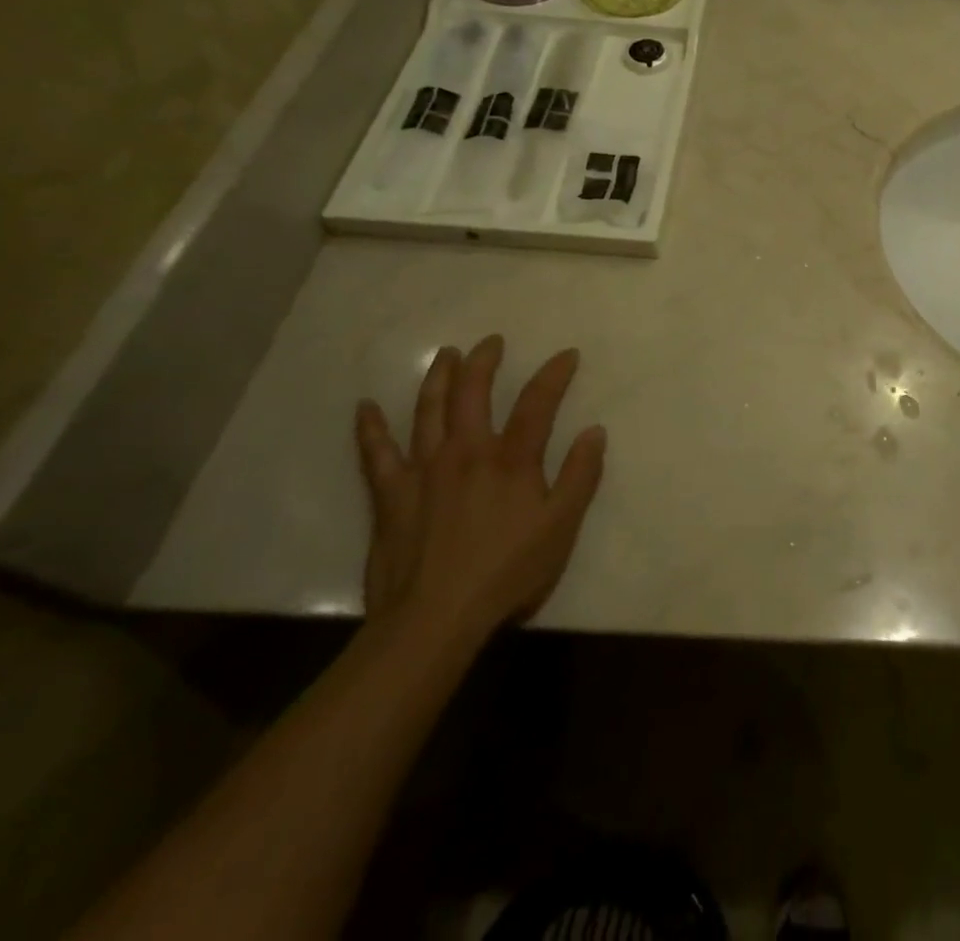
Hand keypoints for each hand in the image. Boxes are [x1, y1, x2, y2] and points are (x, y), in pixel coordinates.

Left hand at [355, 337, 604, 644]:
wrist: (435, 618)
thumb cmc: (507, 572)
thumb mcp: (561, 527)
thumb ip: (580, 476)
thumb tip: (594, 431)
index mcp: (511, 460)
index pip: (537, 403)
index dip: (554, 374)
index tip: (567, 354)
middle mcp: (467, 452)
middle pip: (474, 393)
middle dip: (484, 361)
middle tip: (491, 342)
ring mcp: (424, 470)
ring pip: (429, 410)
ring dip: (438, 377)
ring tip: (446, 354)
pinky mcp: (391, 494)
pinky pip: (377, 453)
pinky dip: (370, 428)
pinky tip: (365, 408)